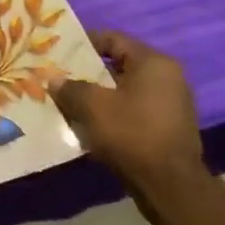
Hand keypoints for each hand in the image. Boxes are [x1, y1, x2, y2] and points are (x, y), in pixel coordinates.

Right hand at [54, 31, 203, 211]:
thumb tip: (54, 80)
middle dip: (87, 72)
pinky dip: (112, 112)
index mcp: (153, 62)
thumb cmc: (131, 134)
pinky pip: (133, 109)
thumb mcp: (92, 106)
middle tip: (60, 78)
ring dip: (98, 95)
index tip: (58, 52)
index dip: (82, 43)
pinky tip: (90, 124)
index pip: (112, 38)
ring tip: (70, 102)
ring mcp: (171, 103)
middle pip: (118, 64)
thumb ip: (70, 87)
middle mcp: (167, 76)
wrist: (170, 186)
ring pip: (124, 89)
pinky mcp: (168, 127)